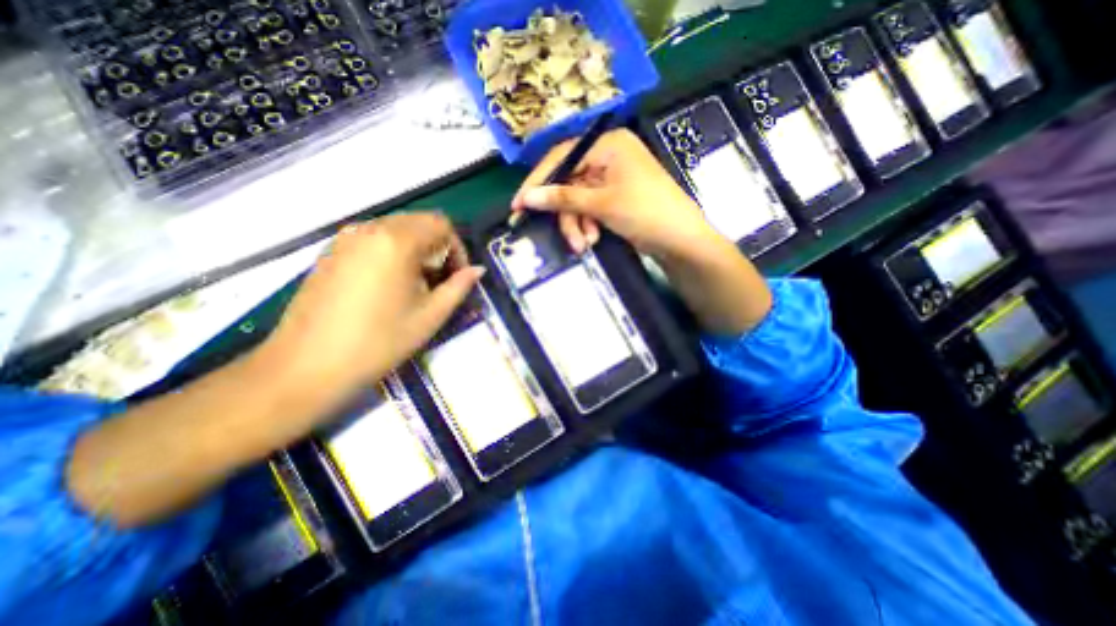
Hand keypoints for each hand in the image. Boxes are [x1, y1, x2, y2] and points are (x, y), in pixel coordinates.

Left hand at [265, 213, 487, 399]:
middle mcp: (369, 229)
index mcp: (396, 241)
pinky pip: (372, 239)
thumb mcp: (431, 315)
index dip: (457, 248)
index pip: (441, 224)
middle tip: (439, 281)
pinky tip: (387, 285)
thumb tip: (478, 270)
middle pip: (418, 222)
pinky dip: (391, 252)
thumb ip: (459, 286)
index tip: (457, 276)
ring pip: (395, 229)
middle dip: (437, 247)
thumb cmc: (380, 341)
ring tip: (415, 285)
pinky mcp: (330, 252)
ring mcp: (345, 239)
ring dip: (415, 249)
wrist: (307, 366)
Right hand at [513, 129, 768, 336]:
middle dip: (566, 214)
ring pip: (578, 200)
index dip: (538, 181)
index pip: (562, 157)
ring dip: (577, 224)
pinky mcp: (615, 198)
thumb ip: (562, 198)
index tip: (519, 204)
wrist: (681, 241)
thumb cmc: (645, 212)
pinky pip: (589, 208)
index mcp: (608, 144)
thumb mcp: (602, 204)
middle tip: (566, 238)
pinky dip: (587, 225)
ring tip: (585, 244)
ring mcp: (612, 178)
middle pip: (569, 182)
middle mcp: (608, 156)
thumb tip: (527, 197)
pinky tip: (593, 239)